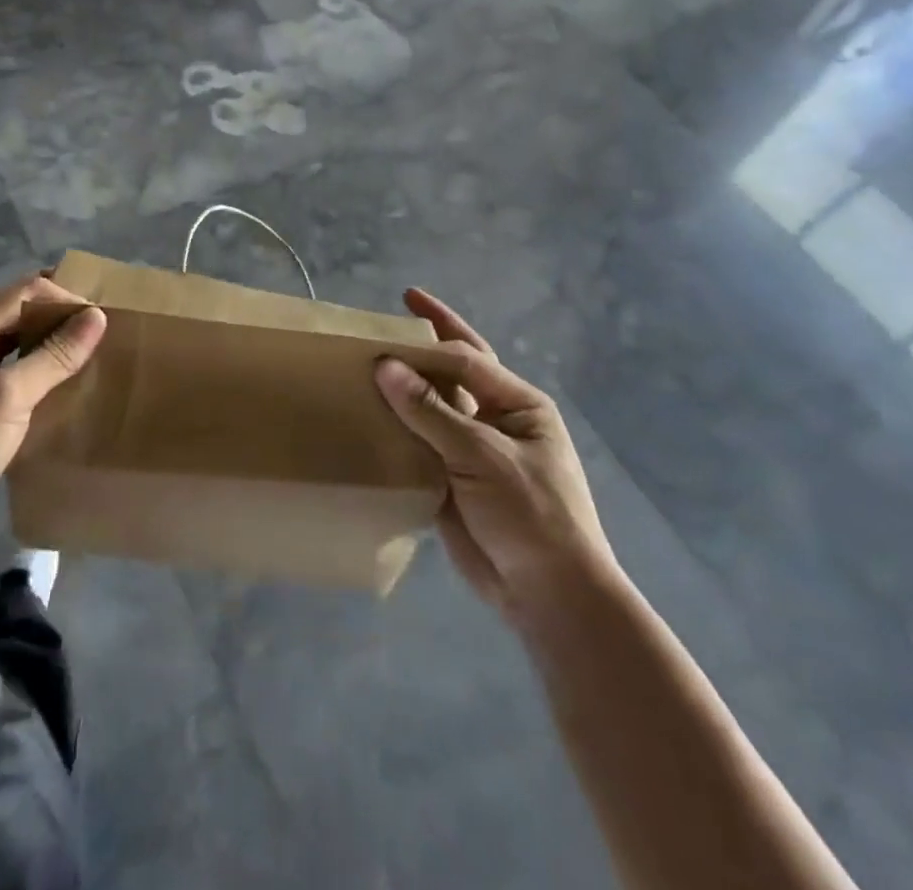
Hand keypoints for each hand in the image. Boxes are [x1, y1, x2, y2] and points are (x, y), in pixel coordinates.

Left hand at [0, 273, 106, 564]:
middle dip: (63, 318)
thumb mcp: (7, 398)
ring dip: (56, 346)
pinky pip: (19, 375)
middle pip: (23, 314)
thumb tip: (97, 316)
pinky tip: (72, 386)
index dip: (65, 299)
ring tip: (98, 355)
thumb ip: (53, 356)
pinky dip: (46, 373)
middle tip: (109, 333)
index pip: (25, 293)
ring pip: (23, 345)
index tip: (105, 320)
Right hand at [375, 289, 615, 620]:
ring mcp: (472, 452)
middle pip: (450, 375)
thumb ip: (431, 410)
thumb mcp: (482, 455)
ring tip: (362, 369)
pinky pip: (417, 446)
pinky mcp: (452, 482)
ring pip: (430, 411)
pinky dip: (394, 432)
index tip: (394, 315)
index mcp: (518, 404)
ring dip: (401, 392)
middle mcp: (495, 421)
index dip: (433, 332)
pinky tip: (365, 420)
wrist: (549, 597)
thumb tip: (385, 365)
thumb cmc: (531, 513)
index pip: (468, 357)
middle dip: (420, 349)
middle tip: (381, 324)